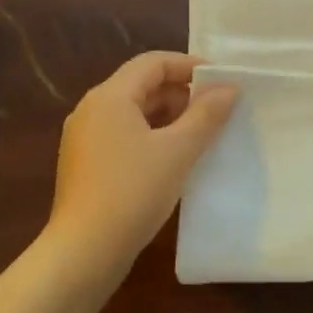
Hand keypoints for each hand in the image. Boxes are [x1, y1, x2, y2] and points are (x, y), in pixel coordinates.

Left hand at [47, 52, 237, 273]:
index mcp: (109, 96)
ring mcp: (84, 137)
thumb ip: (206, 115)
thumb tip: (229, 87)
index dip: (190, 66)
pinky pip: (123, 136)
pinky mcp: (84, 163)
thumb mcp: (178, 151)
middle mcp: (91, 109)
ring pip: (132, 113)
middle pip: (141, 85)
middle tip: (217, 113)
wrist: (84, 250)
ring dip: (168, 117)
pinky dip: (151, 137)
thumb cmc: (133, 193)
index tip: (222, 82)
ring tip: (201, 137)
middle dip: (181, 94)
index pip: (153, 62)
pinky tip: (173, 160)